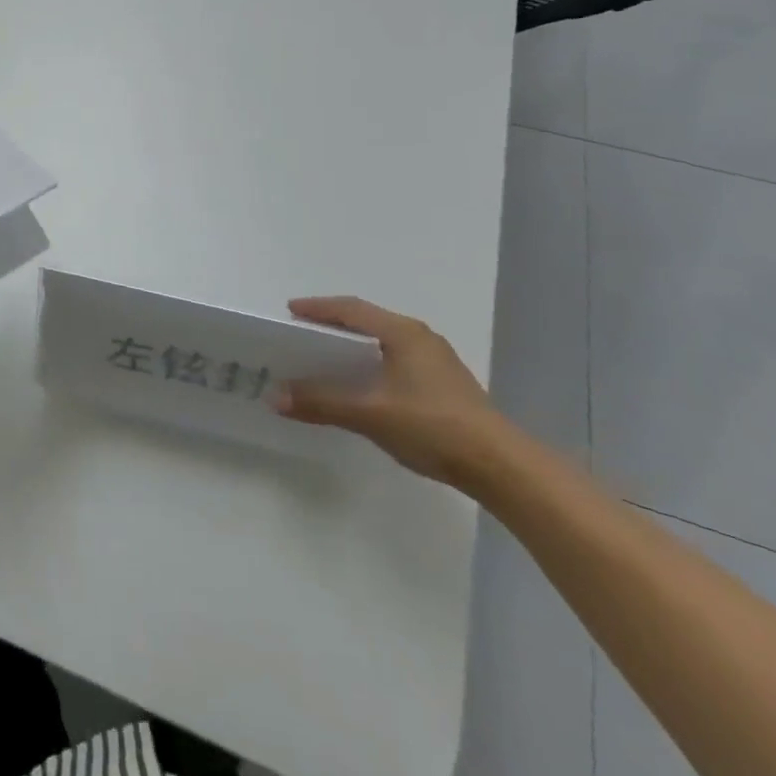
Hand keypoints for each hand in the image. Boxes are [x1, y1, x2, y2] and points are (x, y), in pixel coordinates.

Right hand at [272, 296, 508, 491]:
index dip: (318, 308)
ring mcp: (436, 362)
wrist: (501, 467)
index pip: (351, 309)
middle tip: (302, 333)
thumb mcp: (370, 414)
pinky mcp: (445, 386)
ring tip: (326, 357)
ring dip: (353, 346)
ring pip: (384, 342)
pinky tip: (362, 384)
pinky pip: (396, 360)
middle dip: (333, 325)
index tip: (290, 311)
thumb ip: (321, 402)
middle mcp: (420, 338)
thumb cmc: (432, 426)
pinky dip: (371, 363)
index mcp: (402, 333)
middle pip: (368, 321)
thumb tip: (274, 396)